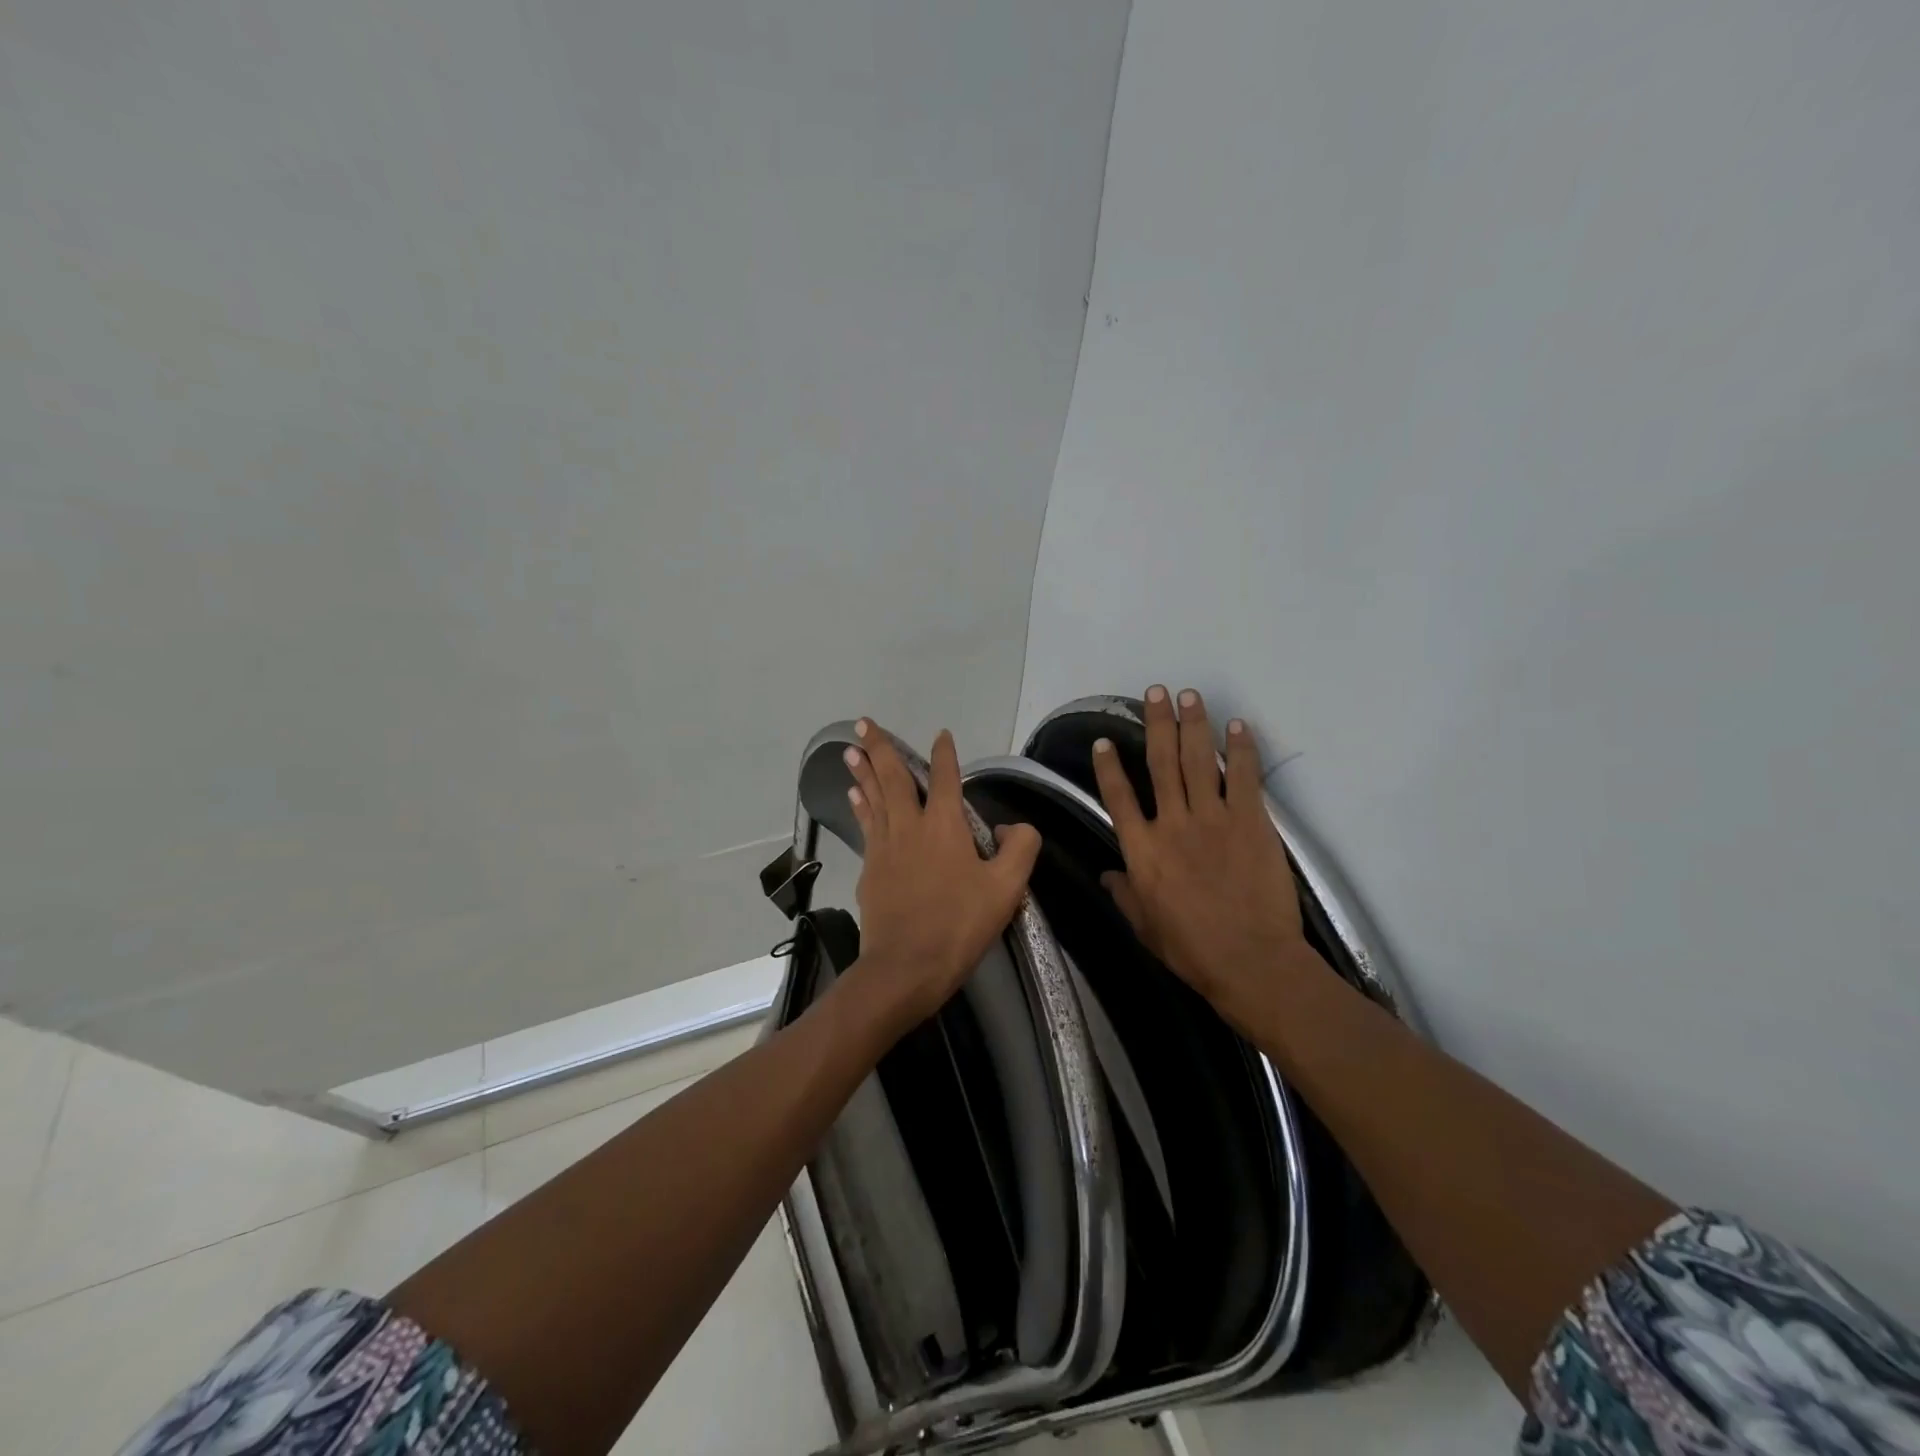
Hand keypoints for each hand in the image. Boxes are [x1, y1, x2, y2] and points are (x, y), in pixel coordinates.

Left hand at [843, 719, 1041, 1030]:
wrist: (905, 966)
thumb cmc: (959, 925)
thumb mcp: (1007, 888)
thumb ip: (1020, 848)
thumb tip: (1011, 826)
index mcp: (944, 825)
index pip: (946, 778)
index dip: (944, 754)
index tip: (940, 734)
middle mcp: (909, 826)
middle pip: (893, 778)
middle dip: (879, 747)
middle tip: (862, 722)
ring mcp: (884, 847)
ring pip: (873, 798)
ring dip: (863, 772)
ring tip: (849, 750)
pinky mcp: (870, 870)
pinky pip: (866, 826)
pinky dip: (861, 806)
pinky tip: (855, 799)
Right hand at [1090, 686, 1313, 1027]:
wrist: (1251, 961)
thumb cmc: (1191, 949)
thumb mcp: (1145, 927)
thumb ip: (1124, 894)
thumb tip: (1106, 875)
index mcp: (1142, 850)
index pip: (1118, 797)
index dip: (1109, 766)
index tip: (1104, 741)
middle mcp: (1172, 823)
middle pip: (1161, 763)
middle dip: (1157, 724)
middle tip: (1155, 692)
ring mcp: (1213, 819)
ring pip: (1199, 760)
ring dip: (1193, 724)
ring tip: (1189, 695)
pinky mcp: (1251, 822)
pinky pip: (1243, 777)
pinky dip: (1240, 749)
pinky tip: (1237, 725)